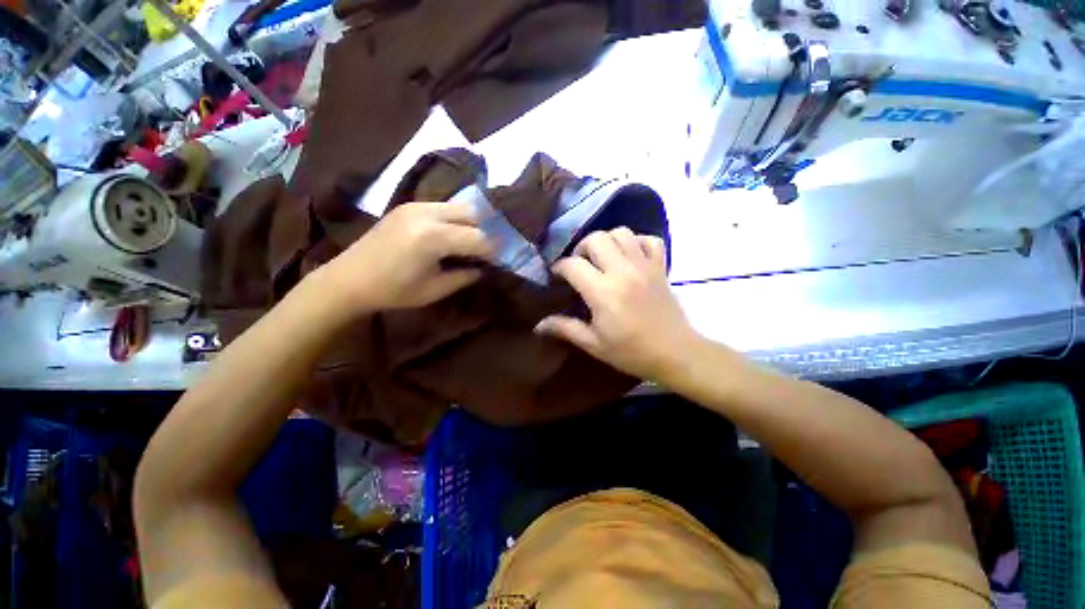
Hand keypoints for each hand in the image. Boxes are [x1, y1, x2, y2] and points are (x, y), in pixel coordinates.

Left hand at [320, 202, 491, 313]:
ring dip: (470, 223)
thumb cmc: (393, 291)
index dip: (492, 250)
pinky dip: (454, 219)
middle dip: (484, 232)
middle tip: (486, 250)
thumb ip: (464, 276)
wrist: (348, 279)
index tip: (498, 260)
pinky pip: (442, 207)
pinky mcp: (407, 205)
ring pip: (458, 206)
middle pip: (472, 213)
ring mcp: (415, 205)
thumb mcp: (435, 289)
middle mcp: (426, 213)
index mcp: (433, 237)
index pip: (477, 238)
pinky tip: (450, 235)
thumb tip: (482, 268)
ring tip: (470, 242)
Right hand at [535, 228, 700, 381]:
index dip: (559, 268)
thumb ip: (565, 329)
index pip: (573, 265)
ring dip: (607, 241)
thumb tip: (537, 325)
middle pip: (596, 238)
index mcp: (603, 291)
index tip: (556, 276)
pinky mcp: (661, 267)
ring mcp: (644, 266)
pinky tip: (629, 256)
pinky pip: (649, 240)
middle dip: (581, 248)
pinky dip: (637, 242)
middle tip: (579, 265)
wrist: (676, 354)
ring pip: (622, 233)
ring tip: (602, 258)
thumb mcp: (594, 344)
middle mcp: (623, 271)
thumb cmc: (631, 352)